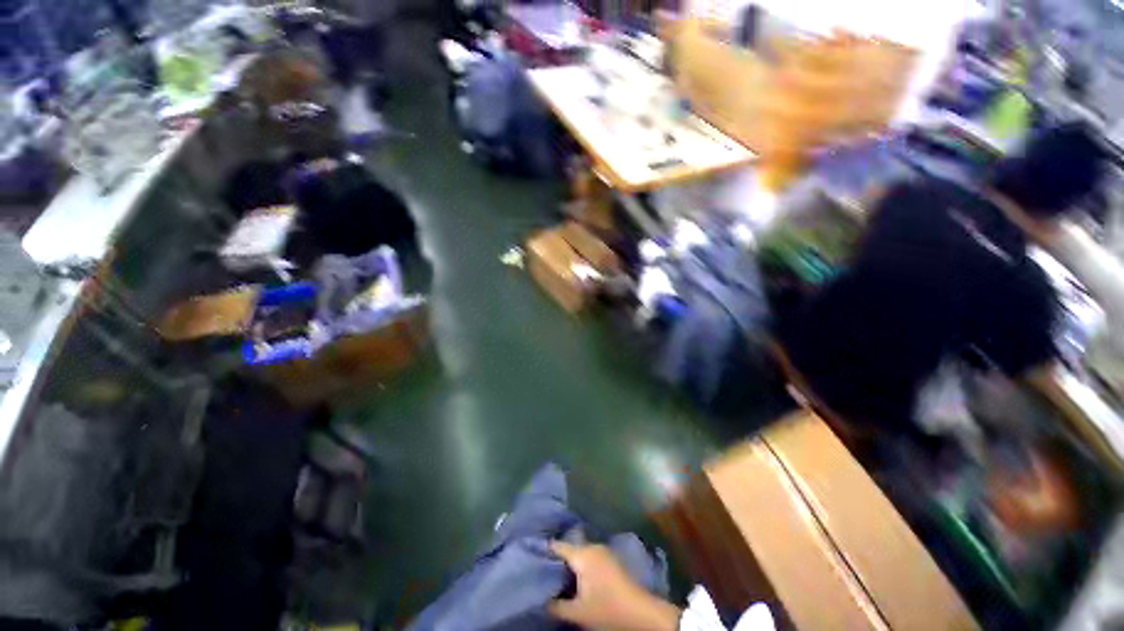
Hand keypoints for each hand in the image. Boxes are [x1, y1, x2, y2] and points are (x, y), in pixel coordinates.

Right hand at [548, 541, 681, 630]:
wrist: (641, 613)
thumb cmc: (607, 609)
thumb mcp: (577, 612)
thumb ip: (556, 605)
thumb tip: (540, 599)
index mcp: (583, 553)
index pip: (558, 546)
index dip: (544, 550)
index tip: (530, 554)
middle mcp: (592, 547)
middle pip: (568, 548)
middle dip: (556, 559)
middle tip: (540, 569)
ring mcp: (603, 552)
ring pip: (579, 553)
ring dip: (568, 563)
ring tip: (554, 575)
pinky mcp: (609, 561)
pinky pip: (588, 557)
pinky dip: (579, 565)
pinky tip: (574, 579)